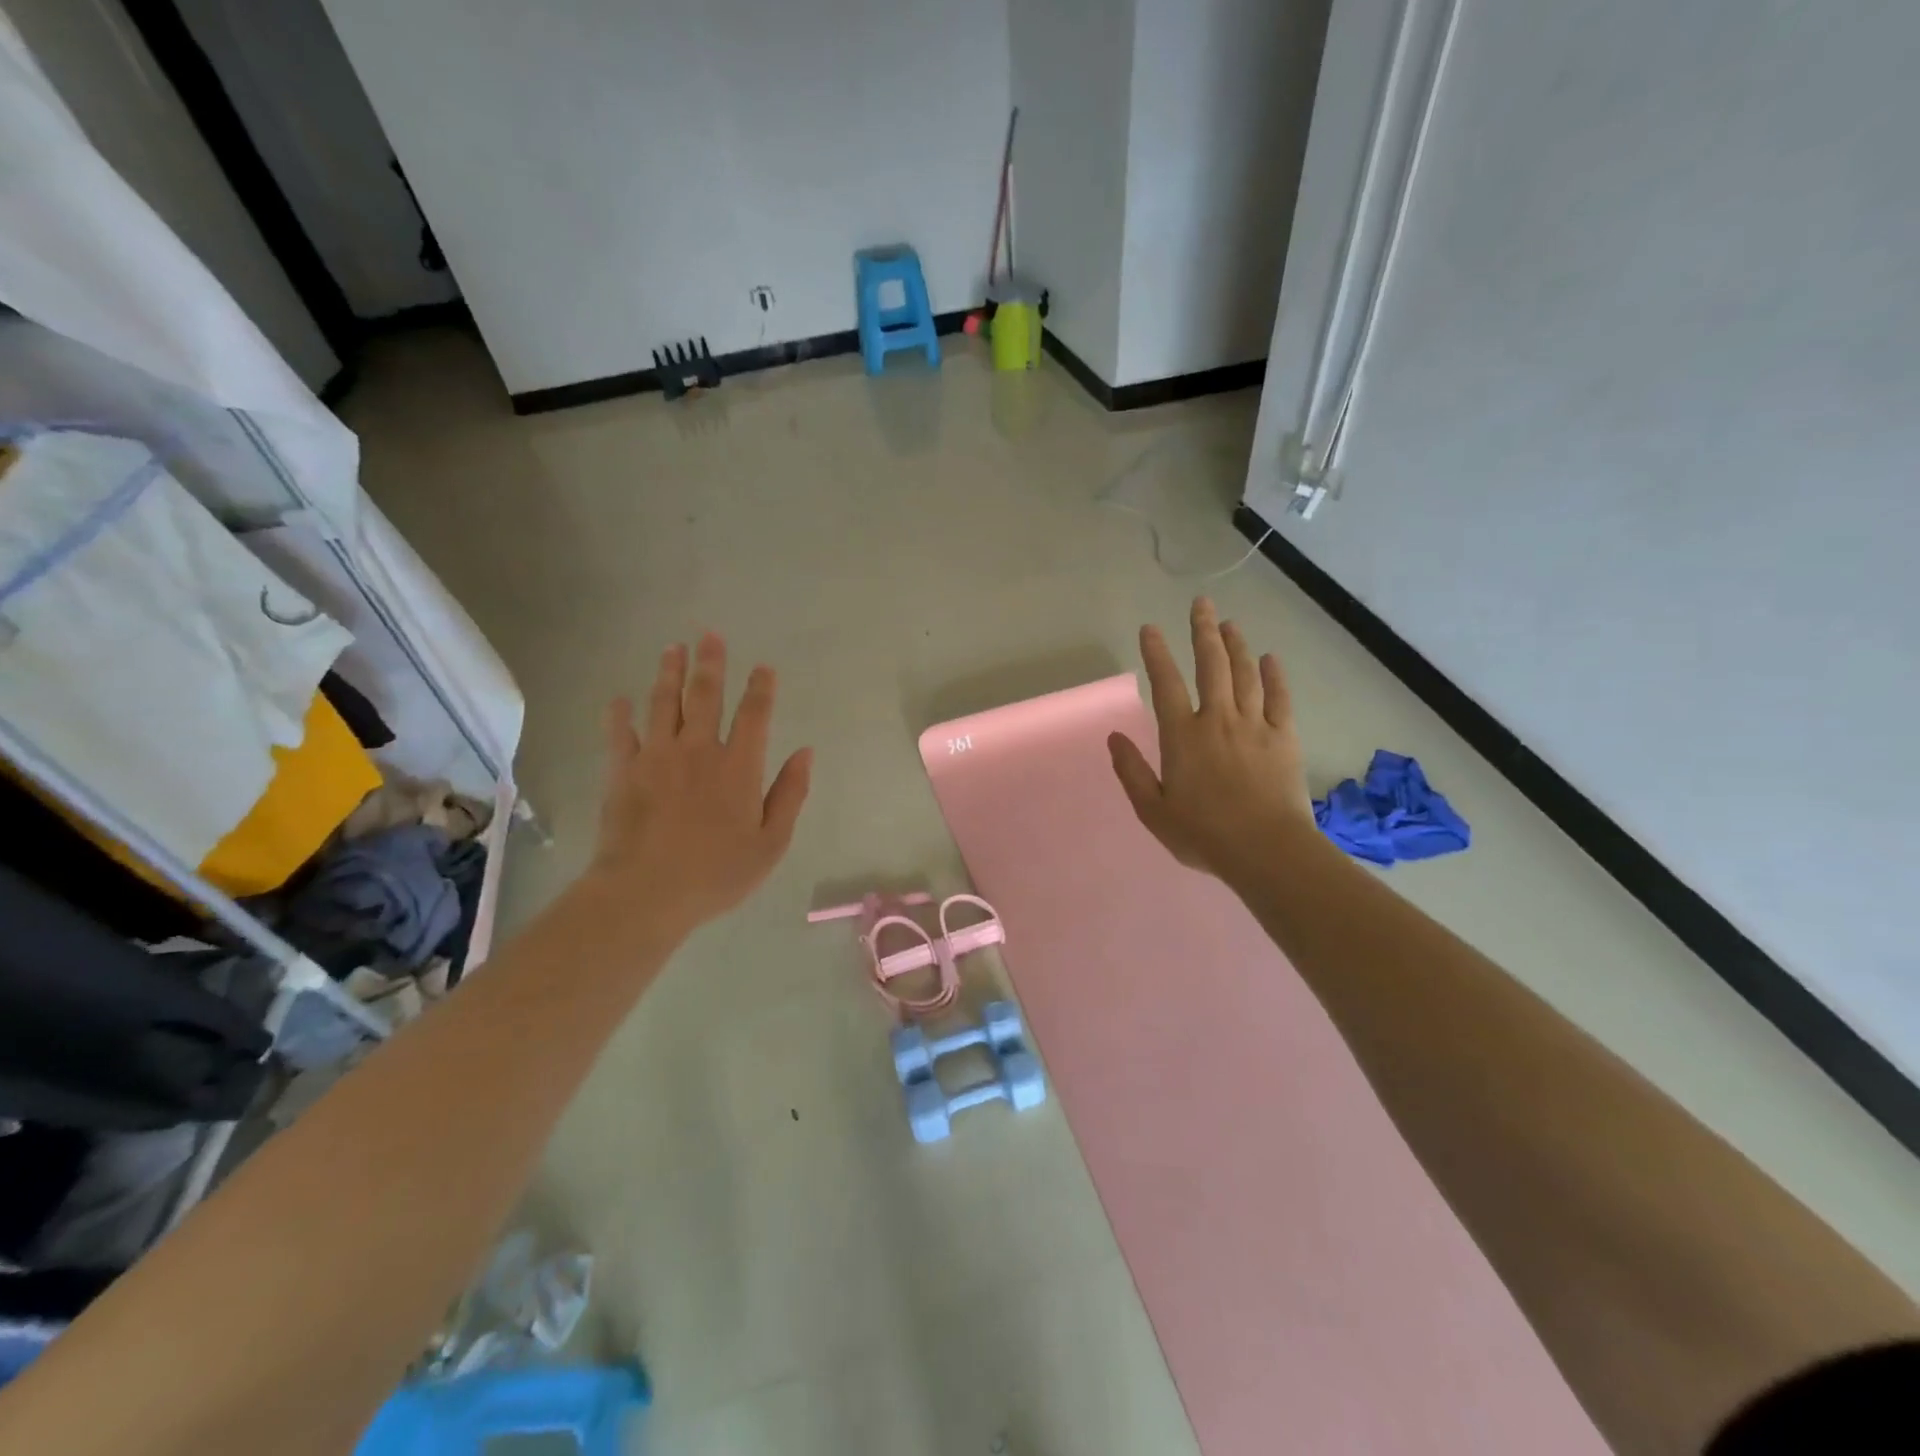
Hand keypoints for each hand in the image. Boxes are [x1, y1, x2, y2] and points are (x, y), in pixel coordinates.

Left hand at [587, 633, 811, 943]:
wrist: (646, 893)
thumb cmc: (716, 873)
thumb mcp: (771, 843)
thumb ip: (790, 794)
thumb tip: (806, 752)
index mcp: (738, 767)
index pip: (754, 715)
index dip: (761, 688)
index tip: (763, 667)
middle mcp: (698, 750)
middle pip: (705, 696)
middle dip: (710, 663)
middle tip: (710, 635)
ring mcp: (656, 757)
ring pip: (663, 704)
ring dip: (668, 673)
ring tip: (672, 648)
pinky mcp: (622, 772)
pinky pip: (620, 734)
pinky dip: (619, 715)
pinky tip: (618, 699)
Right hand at [1108, 597, 1315, 886]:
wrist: (1266, 850)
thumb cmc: (1203, 834)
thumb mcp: (1153, 810)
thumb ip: (1132, 771)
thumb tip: (1114, 737)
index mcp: (1183, 736)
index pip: (1166, 684)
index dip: (1157, 654)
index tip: (1150, 628)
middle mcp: (1218, 720)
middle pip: (1211, 665)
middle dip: (1203, 632)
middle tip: (1201, 604)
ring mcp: (1255, 725)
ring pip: (1245, 674)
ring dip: (1236, 645)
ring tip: (1229, 624)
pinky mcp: (1284, 738)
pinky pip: (1279, 698)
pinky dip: (1274, 675)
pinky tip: (1270, 658)